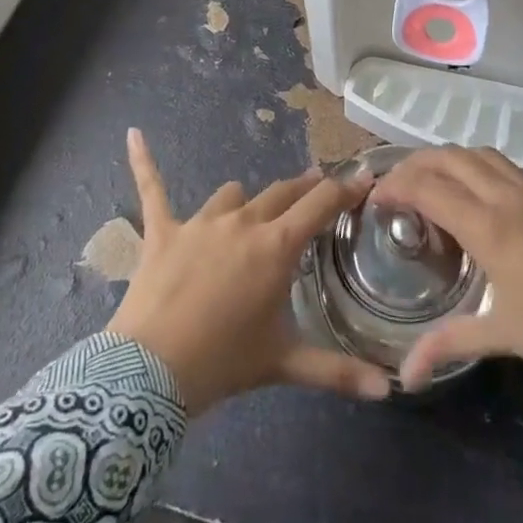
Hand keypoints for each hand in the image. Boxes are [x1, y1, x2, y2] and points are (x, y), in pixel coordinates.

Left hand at [106, 128, 393, 412]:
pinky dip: (144, 161)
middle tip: (318, 189)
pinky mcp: (163, 230)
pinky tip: (133, 133)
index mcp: (276, 246)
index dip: (346, 188)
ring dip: (246, 202)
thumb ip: (338, 371)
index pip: (320, 203)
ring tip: (251, 214)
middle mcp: (243, 222)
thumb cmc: (223, 363)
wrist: (150, 375)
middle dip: (304, 188)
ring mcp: (200, 222)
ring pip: (233, 193)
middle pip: (282, 191)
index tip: (364, 177)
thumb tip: (389, 389)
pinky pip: (153, 188)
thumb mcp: (284, 363)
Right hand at [370, 146, 522, 390]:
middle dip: (414, 164)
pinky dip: (481, 167)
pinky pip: (508, 164)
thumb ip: (449, 345)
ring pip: (479, 152)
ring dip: (448, 160)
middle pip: (447, 156)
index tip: (376, 199)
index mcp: (486, 225)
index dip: (394, 186)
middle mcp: (505, 193)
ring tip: (435, 182)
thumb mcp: (502, 335)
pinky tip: (483, 193)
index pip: (426, 187)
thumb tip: (404, 377)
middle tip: (398, 185)